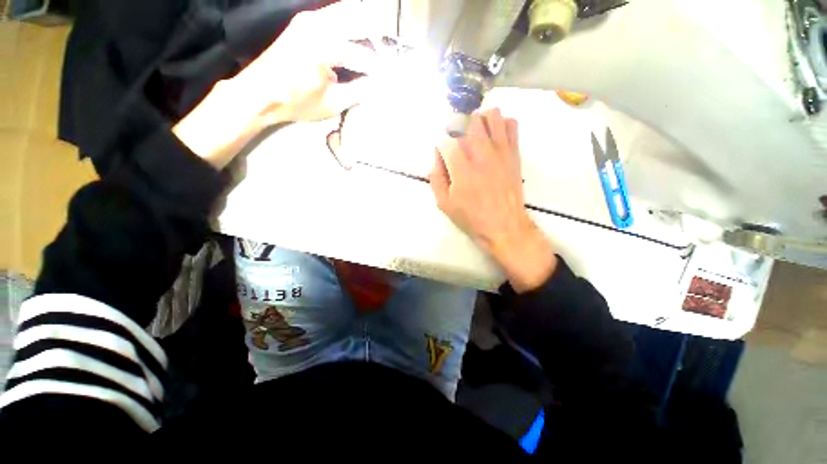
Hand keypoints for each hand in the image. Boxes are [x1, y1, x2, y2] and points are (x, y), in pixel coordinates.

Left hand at [174, 1, 378, 167]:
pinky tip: (353, 44)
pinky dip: (347, 27)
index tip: (389, 78)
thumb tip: (379, 86)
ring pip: (344, 13)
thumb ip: (359, 91)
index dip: (378, 68)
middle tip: (385, 56)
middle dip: (375, 37)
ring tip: (373, 49)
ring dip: (361, 28)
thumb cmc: (296, 101)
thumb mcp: (333, 102)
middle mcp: (317, 24)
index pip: (363, 54)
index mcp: (325, 44)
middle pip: (357, 18)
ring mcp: (308, 20)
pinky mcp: (302, 24)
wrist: (259, 93)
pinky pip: (332, 18)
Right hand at [429, 109, 556, 291]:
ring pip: (490, 115)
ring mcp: (500, 150)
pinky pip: (511, 124)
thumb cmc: (471, 217)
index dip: (440, 139)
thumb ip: (436, 177)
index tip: (440, 148)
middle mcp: (481, 152)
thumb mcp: (444, 203)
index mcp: (460, 166)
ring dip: (478, 120)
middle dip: (456, 123)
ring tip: (474, 134)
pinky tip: (493, 137)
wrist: (504, 225)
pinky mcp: (514, 152)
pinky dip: (500, 124)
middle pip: (467, 117)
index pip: (446, 135)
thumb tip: (436, 157)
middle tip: (454, 138)